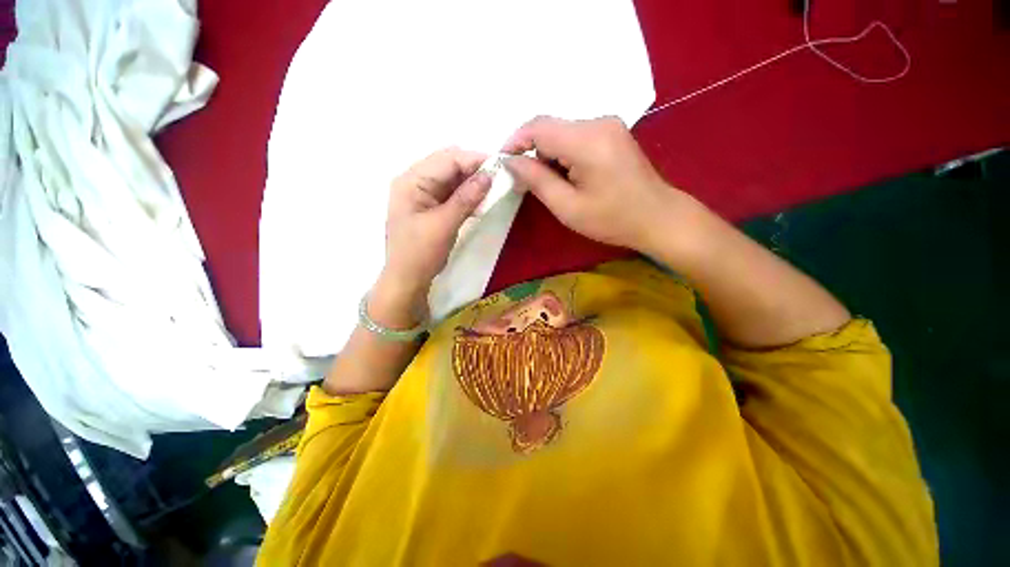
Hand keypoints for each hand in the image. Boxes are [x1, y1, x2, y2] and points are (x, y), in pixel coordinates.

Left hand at [376, 148, 491, 326]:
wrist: (407, 279)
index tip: (500, 166)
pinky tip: (479, 201)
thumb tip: (489, 175)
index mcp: (411, 180)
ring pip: (451, 178)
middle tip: (498, 179)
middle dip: (473, 169)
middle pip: (448, 164)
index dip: (474, 160)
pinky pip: (451, 193)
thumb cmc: (421, 253)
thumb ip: (466, 198)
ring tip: (492, 189)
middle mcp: (414, 181)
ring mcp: (421, 194)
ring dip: (471, 182)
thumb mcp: (444, 224)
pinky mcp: (429, 206)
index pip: (447, 159)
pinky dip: (466, 194)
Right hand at [503, 116, 702, 255]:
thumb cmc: (612, 219)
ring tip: (551, 185)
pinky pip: (577, 137)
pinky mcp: (612, 133)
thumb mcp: (567, 207)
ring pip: (562, 133)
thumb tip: (511, 162)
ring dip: (549, 156)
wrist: (657, 217)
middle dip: (533, 153)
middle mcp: (598, 122)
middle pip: (550, 128)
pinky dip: (564, 155)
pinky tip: (569, 177)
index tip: (503, 162)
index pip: (538, 127)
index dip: (515, 141)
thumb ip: (537, 180)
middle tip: (526, 182)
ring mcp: (608, 125)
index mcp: (586, 140)